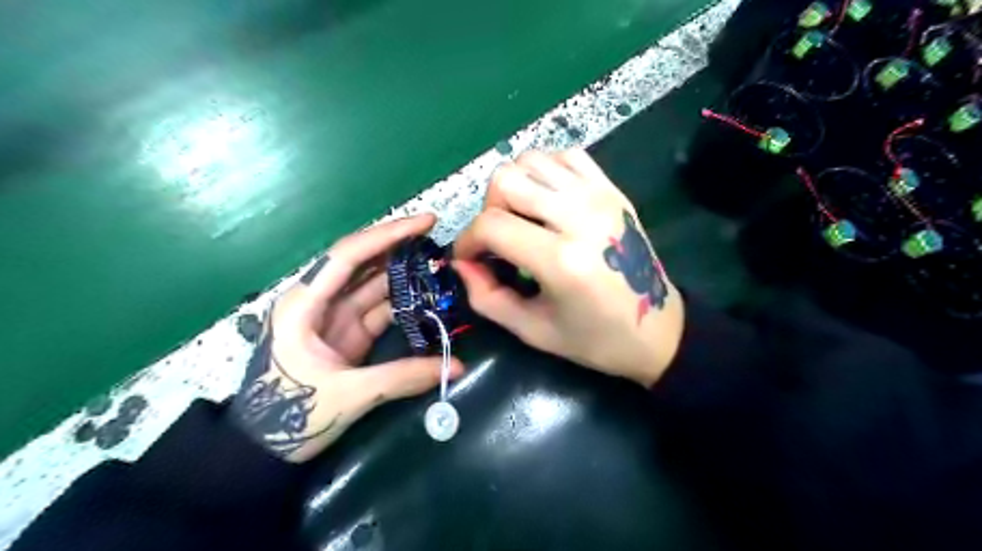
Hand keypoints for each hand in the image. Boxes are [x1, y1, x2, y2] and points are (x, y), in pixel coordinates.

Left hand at [230, 214, 465, 462]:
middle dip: (400, 248)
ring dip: (405, 275)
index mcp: (304, 303)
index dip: (388, 235)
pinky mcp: (347, 334)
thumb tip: (456, 365)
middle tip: (439, 240)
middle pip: (363, 263)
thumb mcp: (348, 395)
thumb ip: (402, 377)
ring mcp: (334, 317)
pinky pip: (378, 309)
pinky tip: (427, 299)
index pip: (349, 255)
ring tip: (440, 266)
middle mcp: (318, 301)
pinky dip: (403, 303)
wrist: (262, 450)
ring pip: (373, 285)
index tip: (425, 222)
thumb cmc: (290, 416)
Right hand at [452, 148, 685, 385]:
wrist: (659, 329)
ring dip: (514, 187)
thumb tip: (461, 264)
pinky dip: (544, 172)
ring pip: (532, 159)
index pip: (491, 225)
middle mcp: (580, 216)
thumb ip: (487, 298)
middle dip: (488, 209)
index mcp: (561, 259)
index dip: (466, 241)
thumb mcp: (533, 331)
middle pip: (506, 179)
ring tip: (521, 219)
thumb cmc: (595, 339)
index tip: (467, 259)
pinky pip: (565, 156)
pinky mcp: (612, 189)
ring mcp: (599, 196)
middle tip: (497, 240)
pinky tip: (547, 201)